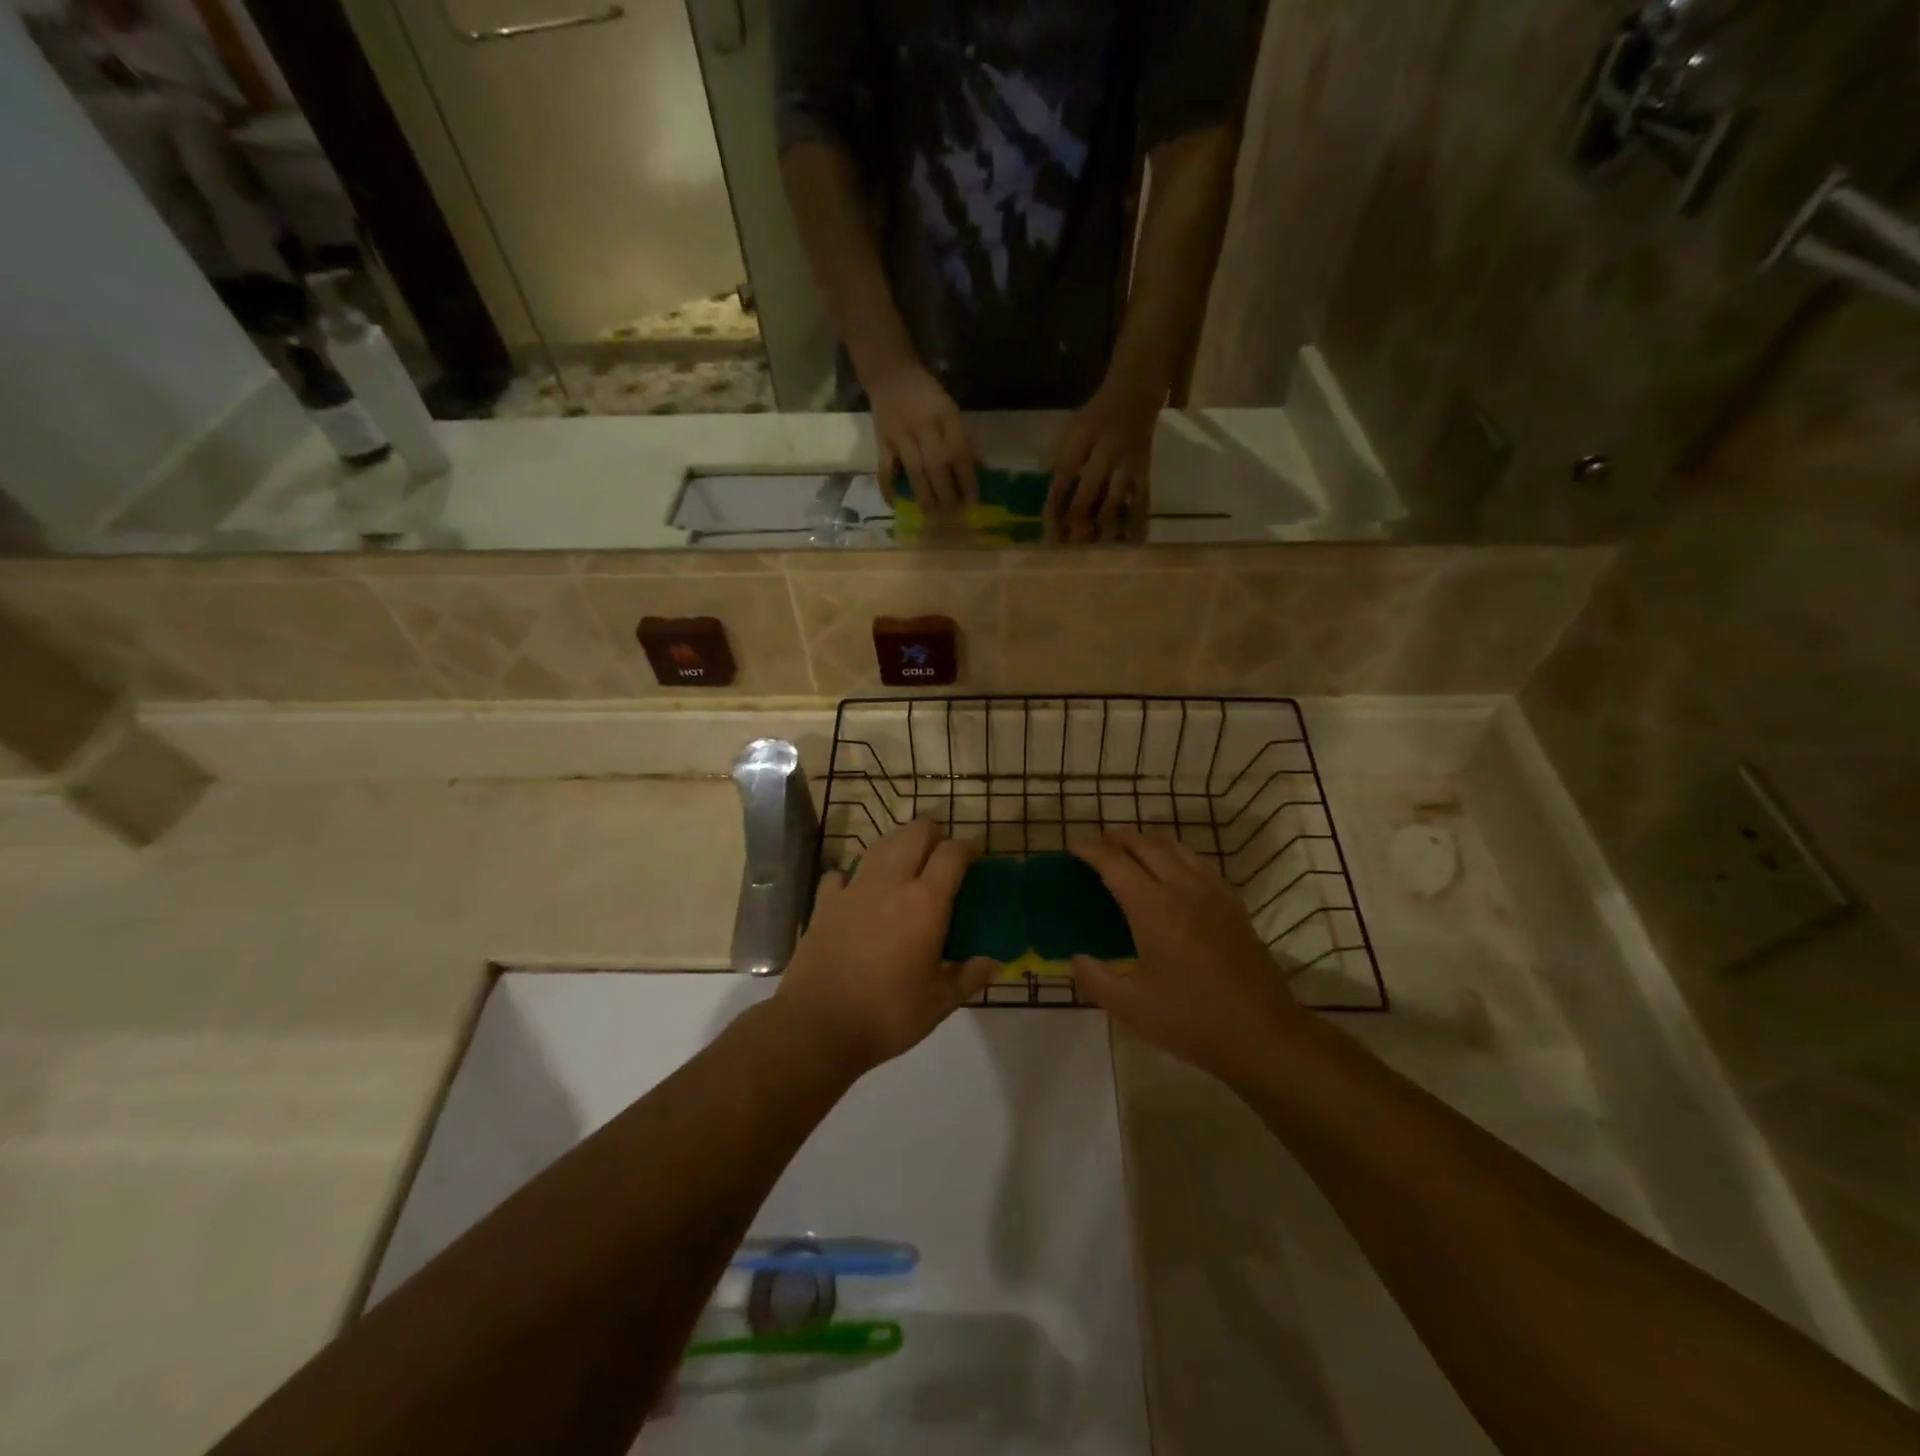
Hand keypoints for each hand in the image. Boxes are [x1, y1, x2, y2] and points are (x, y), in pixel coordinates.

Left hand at [776, 821, 994, 1072]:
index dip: (968, 849)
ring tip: (906, 869)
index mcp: (925, 902)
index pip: (952, 853)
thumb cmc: (887, 1015)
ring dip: (899, 846)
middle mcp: (891, 883)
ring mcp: (853, 888)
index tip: (975, 861)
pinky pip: (842, 873)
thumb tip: (993, 962)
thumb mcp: (939, 1003)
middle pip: (915, 833)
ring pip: (881, 844)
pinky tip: (859, 893)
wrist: (818, 1026)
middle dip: (934, 836)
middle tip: (942, 860)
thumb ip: (969, 976)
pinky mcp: (824, 902)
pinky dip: (855, 876)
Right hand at [867, 363, 976, 513]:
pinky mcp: (882, 441)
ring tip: (932, 515)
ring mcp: (901, 434)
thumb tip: (976, 471)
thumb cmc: (926, 394)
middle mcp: (924, 425)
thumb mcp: (949, 408)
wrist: (890, 372)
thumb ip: (960, 437)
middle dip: (947, 493)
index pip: (960, 452)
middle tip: (953, 512)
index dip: (968, 480)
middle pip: (938, 465)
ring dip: (925, 496)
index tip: (974, 502)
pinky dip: (889, 488)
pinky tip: (896, 504)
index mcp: (945, 414)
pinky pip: (885, 469)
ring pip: (915, 471)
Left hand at [1048, 374, 1160, 542]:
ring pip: (1115, 501)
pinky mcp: (1144, 472)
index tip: (1048, 533)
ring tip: (1094, 549)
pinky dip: (1137, 522)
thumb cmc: (1095, 417)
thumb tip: (1047, 500)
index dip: (1054, 508)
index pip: (1062, 480)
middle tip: (1068, 547)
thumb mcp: (1070, 430)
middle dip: (1076, 522)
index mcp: (1080, 441)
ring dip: (1102, 528)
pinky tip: (1132, 542)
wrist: (1134, 394)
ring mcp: (1127, 464)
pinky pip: (1142, 500)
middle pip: (1088, 494)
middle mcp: (1104, 453)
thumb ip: (1057, 461)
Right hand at [1071, 830, 1310, 1079]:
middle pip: (1146, 845)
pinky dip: (1176, 857)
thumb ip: (1094, 978)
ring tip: (1131, 853)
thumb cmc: (1191, 1020)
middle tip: (1097, 847)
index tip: (1073, 848)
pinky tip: (1173, 876)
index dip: (1090, 850)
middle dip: (1117, 839)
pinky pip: (1199, 863)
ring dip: (1148, 842)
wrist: (1263, 1034)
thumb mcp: (1130, 1006)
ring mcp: (1213, 893)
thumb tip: (1076, 958)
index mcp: (1153, 908)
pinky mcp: (1234, 905)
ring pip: (1176, 848)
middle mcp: (1183, 888)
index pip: (1114, 862)